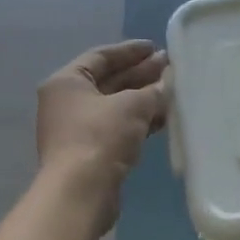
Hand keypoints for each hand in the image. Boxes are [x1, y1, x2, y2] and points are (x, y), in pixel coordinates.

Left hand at [36, 40, 169, 225]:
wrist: (80, 192)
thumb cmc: (100, 136)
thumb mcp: (132, 105)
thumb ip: (153, 91)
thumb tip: (167, 84)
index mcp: (67, 82)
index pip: (101, 56)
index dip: (130, 51)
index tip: (156, 47)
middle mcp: (67, 102)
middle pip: (109, 81)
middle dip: (140, 74)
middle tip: (170, 67)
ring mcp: (77, 129)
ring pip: (115, 106)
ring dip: (142, 98)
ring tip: (172, 91)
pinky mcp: (90, 152)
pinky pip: (118, 127)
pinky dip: (138, 121)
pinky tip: (163, 118)